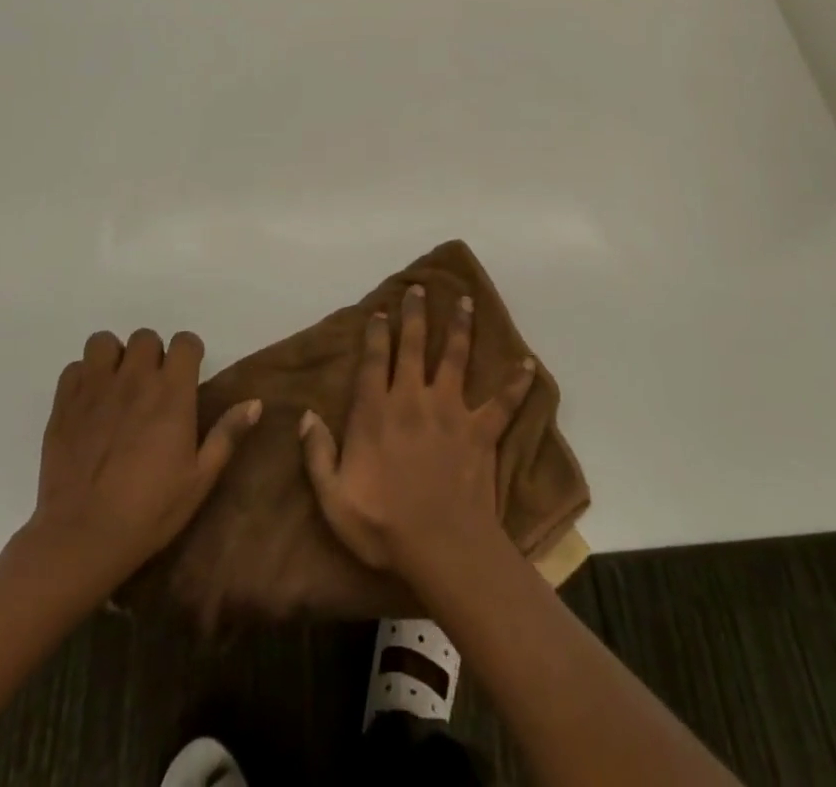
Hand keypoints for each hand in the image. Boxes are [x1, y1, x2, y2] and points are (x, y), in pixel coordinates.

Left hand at [26, 329, 261, 579]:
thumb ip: (227, 434)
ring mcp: (95, 389)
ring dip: (114, 358)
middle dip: (151, 355)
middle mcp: (135, 379)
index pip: (185, 342)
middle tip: (151, 386)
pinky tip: (89, 404)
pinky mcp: (63, 405)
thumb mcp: (200, 479)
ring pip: (104, 343)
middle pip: (145, 337)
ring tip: (117, 386)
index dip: (189, 354)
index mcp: (172, 392)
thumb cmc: (149, 511)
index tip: (187, 375)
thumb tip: (256, 402)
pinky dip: (83, 378)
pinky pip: (73, 368)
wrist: (81, 538)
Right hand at [299, 285, 535, 587]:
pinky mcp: (480, 430)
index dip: (376, 334)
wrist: (440, 547)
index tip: (380, 312)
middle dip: (415, 315)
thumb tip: (306, 416)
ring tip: (466, 300)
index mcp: (377, 413)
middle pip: (413, 346)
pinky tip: (529, 363)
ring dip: (460, 327)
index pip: (374, 361)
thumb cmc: (383, 526)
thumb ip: (317, 454)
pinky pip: (503, 402)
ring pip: (455, 357)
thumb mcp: (333, 498)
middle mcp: (413, 399)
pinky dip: (518, 383)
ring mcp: (450, 411)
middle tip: (419, 289)